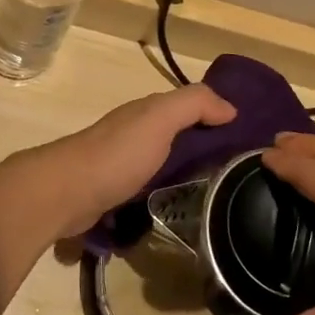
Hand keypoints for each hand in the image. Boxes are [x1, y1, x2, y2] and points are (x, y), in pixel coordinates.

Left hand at [0, 85, 236, 247]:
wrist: (65, 194)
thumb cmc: (117, 154)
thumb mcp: (160, 118)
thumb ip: (194, 104)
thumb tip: (231, 108)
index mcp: (147, 113)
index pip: (190, 108)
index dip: (217, 116)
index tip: (248, 138)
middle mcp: (135, 134)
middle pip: (178, 137)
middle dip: (205, 148)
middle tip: (240, 173)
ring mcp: (123, 165)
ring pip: (164, 164)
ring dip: (186, 175)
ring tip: (217, 197)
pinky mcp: (115, 195)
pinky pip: (149, 190)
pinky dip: (166, 195)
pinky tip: (181, 211)